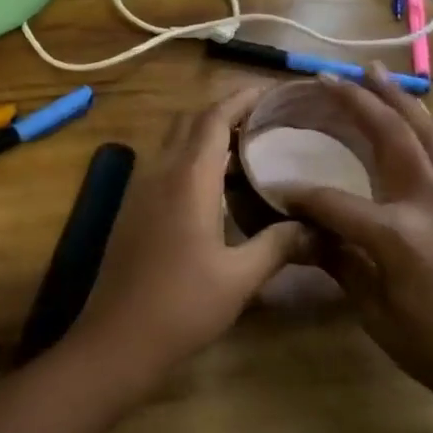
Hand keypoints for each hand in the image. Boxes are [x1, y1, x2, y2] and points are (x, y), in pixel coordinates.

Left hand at [68, 88, 307, 387]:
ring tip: (248, 147)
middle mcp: (160, 172)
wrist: (115, 341)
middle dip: (225, 111)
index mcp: (187, 178)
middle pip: (190, 121)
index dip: (241, 98)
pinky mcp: (134, 209)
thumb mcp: (239, 278)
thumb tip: (318, 227)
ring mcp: (141, 189)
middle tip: (265, 119)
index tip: (271, 91)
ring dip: (206, 134)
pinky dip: (193, 158)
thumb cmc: (180, 306)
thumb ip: (278, 244)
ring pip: (175, 141)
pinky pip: (166, 164)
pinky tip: (218, 187)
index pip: (213, 118)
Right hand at [275, 66, 432, 405]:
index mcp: (396, 232)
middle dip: (359, 102)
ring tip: (377, 72)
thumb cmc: (432, 346)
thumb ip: (337, 259)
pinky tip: (408, 121)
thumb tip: (301, 231)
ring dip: (397, 100)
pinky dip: (420, 126)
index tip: (276, 189)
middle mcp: (427, 202)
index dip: (301, 196)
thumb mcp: (373, 309)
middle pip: (390, 136)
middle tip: (333, 76)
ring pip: (425, 133)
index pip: (334, 201)